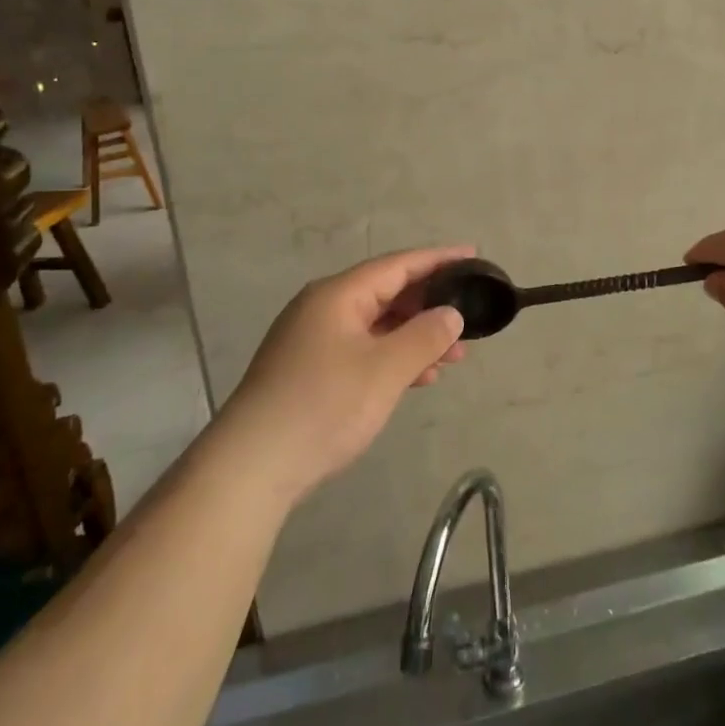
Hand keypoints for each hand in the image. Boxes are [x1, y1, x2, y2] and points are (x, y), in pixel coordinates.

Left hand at [221, 246, 473, 500]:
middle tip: (470, 317)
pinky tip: (418, 377)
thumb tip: (451, 314)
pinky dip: (393, 358)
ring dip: (415, 337)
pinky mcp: (310, 371)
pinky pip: (363, 350)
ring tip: (454, 356)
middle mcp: (324, 309)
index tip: (473, 256)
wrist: (251, 469)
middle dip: (430, 306)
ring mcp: (314, 341)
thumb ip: (424, 336)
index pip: (398, 265)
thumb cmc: (323, 406)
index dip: (438, 260)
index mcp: (338, 295)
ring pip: (377, 326)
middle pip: (387, 293)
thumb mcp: (385, 370)